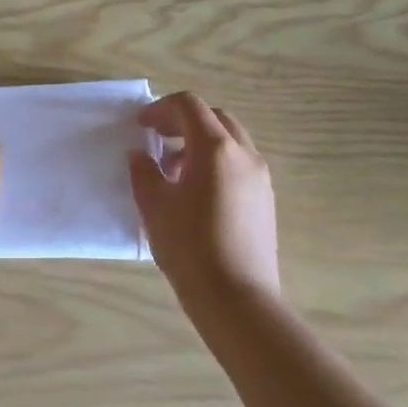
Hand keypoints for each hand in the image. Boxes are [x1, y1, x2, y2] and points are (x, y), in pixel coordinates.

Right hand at [129, 92, 279, 305]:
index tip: (141, 126)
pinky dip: (216, 162)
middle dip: (183, 122)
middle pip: (213, 118)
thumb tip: (140, 155)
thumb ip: (144, 172)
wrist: (237, 300)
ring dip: (200, 143)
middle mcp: (244, 154)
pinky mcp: (266, 199)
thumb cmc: (190, 248)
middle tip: (157, 140)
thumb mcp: (154, 207)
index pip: (188, 106)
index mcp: (215, 148)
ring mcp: (260, 177)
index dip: (161, 109)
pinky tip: (196, 193)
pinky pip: (239, 164)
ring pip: (230, 140)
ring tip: (173, 170)